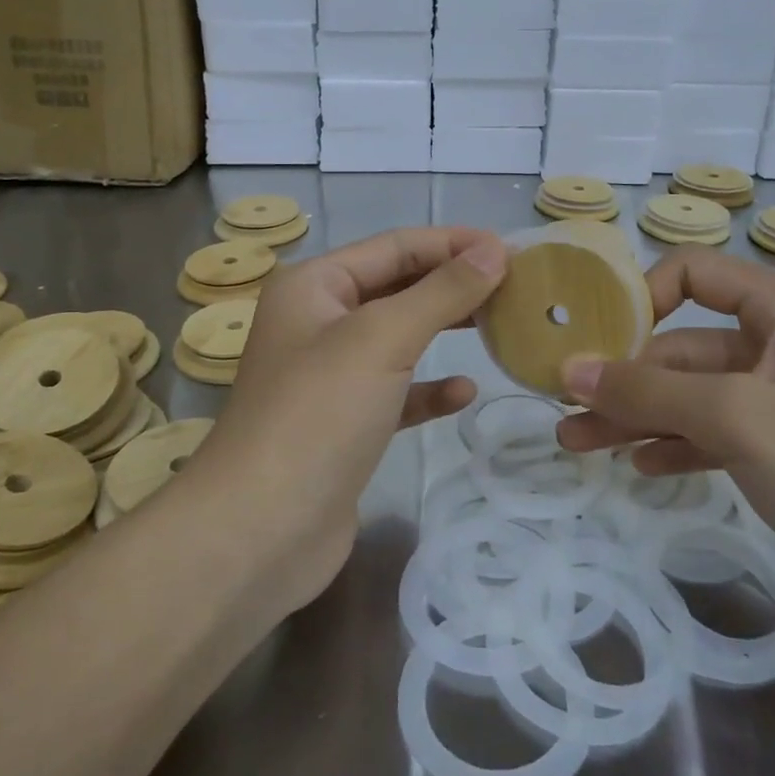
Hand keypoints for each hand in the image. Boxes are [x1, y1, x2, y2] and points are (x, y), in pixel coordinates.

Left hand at [194, 227, 506, 612]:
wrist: (260, 532)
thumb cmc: (318, 414)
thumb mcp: (382, 338)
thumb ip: (441, 291)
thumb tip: (494, 250)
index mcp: (314, 286)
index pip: (393, 246)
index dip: (452, 243)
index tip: (512, 250)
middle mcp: (318, 322)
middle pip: (397, 287)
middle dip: (452, 285)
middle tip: (514, 288)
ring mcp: (329, 376)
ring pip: (398, 338)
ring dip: (444, 330)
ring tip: (499, 326)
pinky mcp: (345, 424)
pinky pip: (395, 391)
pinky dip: (428, 389)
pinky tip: (463, 393)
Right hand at [556, 249, 774, 639]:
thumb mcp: (737, 417)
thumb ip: (649, 390)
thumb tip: (571, 369)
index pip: (696, 272)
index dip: (642, 294)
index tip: (595, 336)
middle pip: (686, 344)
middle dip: (625, 376)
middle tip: (565, 406)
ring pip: (695, 397)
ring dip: (639, 416)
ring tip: (580, 444)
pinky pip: (718, 437)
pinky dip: (677, 446)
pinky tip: (641, 467)